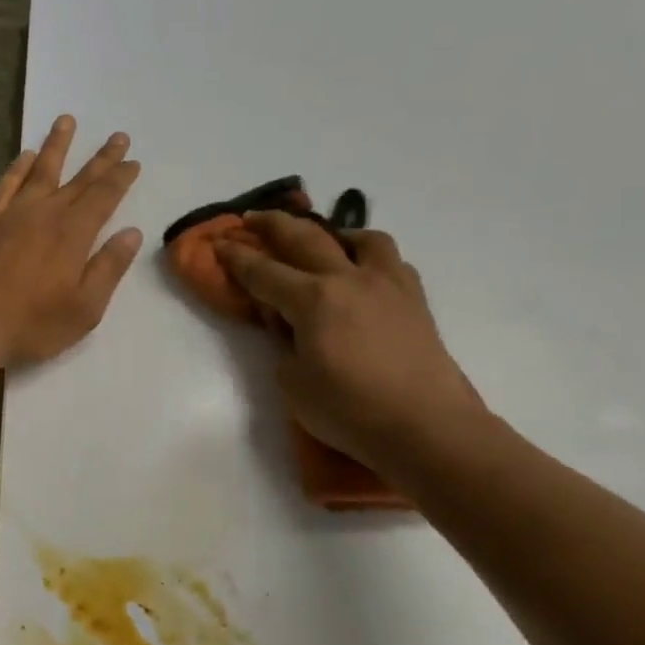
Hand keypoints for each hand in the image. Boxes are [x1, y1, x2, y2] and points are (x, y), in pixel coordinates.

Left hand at [0, 115, 142, 367]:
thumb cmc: (31, 325)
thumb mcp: (84, 308)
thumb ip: (108, 268)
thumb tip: (131, 233)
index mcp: (73, 234)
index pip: (104, 197)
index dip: (121, 178)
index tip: (133, 161)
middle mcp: (45, 214)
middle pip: (79, 179)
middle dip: (101, 158)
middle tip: (117, 135)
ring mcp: (13, 215)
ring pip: (40, 171)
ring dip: (56, 146)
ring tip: (66, 121)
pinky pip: (6, 185)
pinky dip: (18, 168)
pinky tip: (25, 156)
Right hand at [217, 212, 484, 467]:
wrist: (425, 426)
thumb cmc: (350, 411)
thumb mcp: (295, 385)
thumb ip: (285, 347)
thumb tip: (291, 329)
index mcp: (313, 300)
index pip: (264, 272)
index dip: (238, 258)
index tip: (219, 243)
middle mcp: (348, 279)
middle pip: (305, 238)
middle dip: (273, 224)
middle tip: (253, 218)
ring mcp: (387, 284)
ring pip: (360, 238)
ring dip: (333, 233)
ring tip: (324, 242)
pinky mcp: (415, 299)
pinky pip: (391, 261)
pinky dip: (371, 258)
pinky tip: (365, 275)